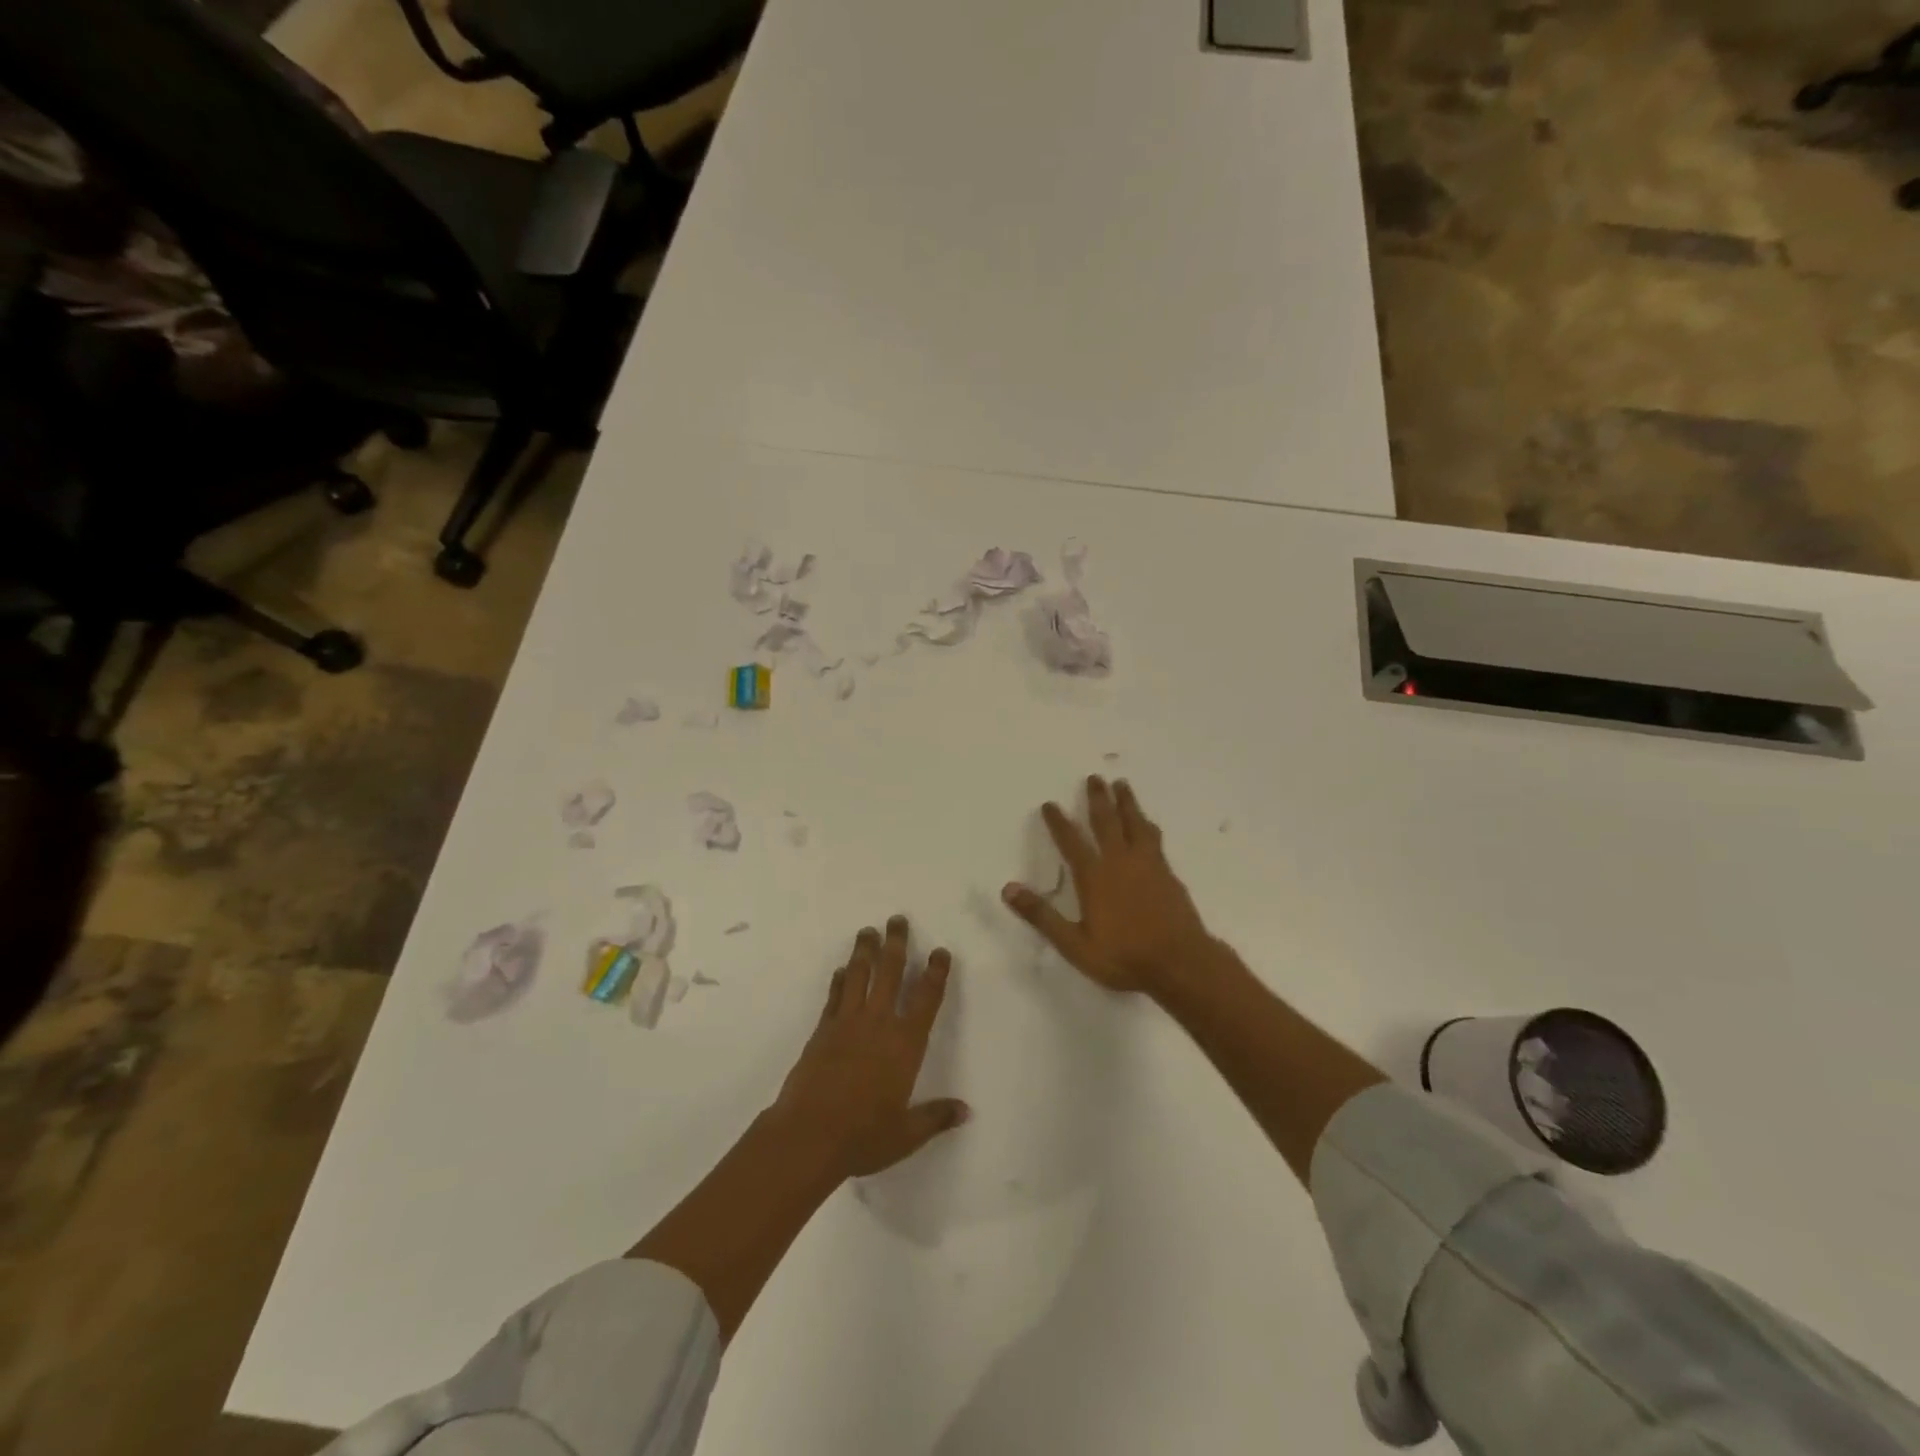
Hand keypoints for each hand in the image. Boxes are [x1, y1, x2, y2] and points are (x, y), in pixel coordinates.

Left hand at [770, 916, 968, 1178]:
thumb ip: (936, 1117)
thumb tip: (966, 1111)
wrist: (809, 1135)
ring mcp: (847, 1023)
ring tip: (868, 931)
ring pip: (859, 976)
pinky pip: (834, 996)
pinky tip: (841, 969)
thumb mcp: (906, 1133)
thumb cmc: (863, 1135)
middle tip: (897, 920)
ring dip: (865, 951)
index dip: (935, 973)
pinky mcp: (822, 1031)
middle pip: (890, 973)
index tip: (940, 951)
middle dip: (896, 944)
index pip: (926, 999)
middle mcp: (878, 1024)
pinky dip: (839, 980)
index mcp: (905, 1044)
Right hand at [1002, 776, 1213, 994]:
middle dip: (1098, 799)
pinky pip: (1154, 838)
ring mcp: (1148, 865)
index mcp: (1095, 877)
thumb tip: (1008, 888)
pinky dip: (1147, 825)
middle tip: (1094, 777)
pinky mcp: (1168, 873)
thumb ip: (1042, 916)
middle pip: (1107, 822)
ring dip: (1127, 803)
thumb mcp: (1074, 944)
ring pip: (1135, 824)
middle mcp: (1120, 862)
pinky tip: (1148, 824)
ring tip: (1122, 784)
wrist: (1180, 962)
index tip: (1050, 804)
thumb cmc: (1123, 956)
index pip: (1071, 842)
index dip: (1058, 823)